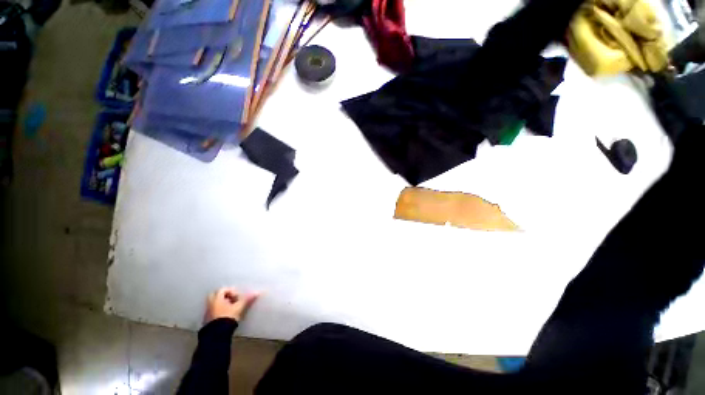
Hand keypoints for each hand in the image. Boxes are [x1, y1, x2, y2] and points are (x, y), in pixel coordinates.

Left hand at [204, 287, 258, 323]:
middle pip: (216, 295)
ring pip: (214, 303)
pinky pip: (213, 311)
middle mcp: (210, 303)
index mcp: (216, 299)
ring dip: (222, 303)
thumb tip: (257, 292)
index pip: (223, 289)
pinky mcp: (207, 320)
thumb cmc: (228, 317)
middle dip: (225, 296)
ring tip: (230, 308)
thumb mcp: (239, 307)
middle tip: (233, 300)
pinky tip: (225, 315)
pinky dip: (219, 310)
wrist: (217, 334)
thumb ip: (247, 299)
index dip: (232, 291)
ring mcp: (207, 312)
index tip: (238, 297)